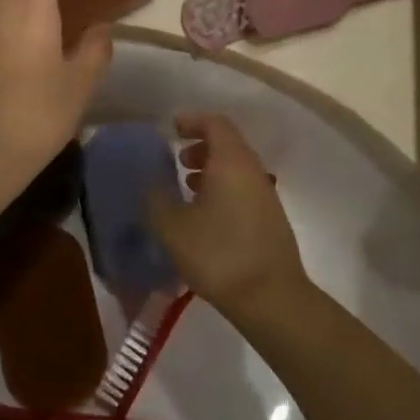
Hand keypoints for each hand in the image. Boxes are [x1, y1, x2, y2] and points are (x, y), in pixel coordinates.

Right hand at [148, 113, 309, 323]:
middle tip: (177, 160)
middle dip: (201, 145)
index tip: (172, 129)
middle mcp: (252, 170)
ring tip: (187, 187)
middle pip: (228, 143)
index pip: (215, 123)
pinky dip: (223, 187)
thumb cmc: (218, 254)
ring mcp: (265, 195)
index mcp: (231, 161)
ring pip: (236, 167)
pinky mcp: (270, 218)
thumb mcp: (172, 227)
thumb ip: (155, 199)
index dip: (193, 120)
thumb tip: (148, 183)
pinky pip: (243, 188)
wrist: (271, 298)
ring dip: (211, 168)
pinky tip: (205, 215)